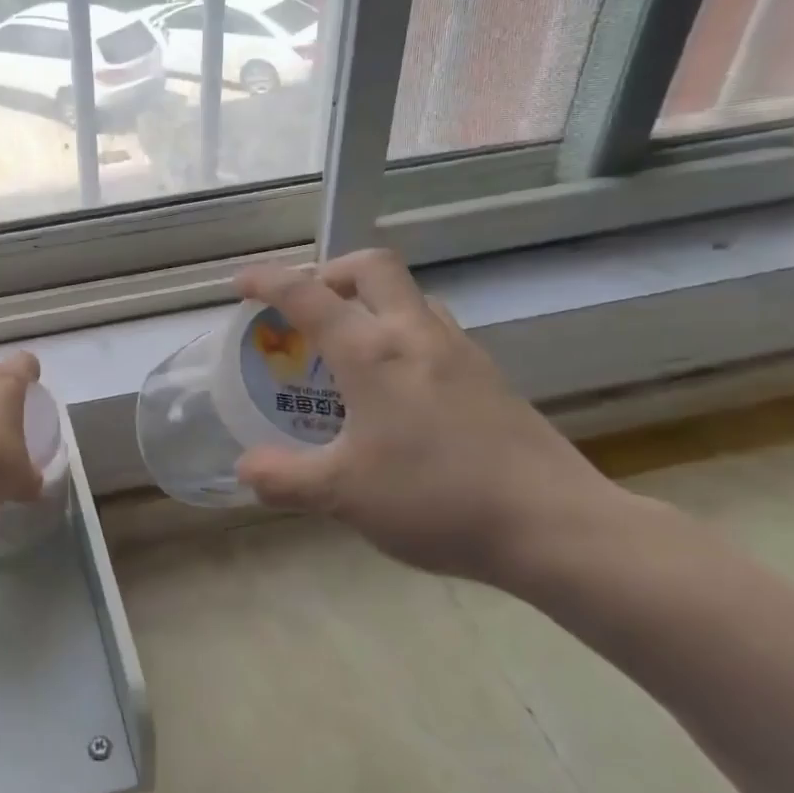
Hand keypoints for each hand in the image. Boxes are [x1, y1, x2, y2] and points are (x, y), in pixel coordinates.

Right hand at [233, 251, 627, 584]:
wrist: (553, 525)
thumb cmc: (435, 499)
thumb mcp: (342, 495)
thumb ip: (285, 478)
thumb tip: (246, 468)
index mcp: (373, 352)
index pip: (308, 295)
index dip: (267, 281)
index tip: (240, 285)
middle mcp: (417, 335)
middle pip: (373, 268)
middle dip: (331, 272)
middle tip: (308, 306)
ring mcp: (461, 352)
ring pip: (411, 297)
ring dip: (372, 302)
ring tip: (349, 346)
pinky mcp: (490, 377)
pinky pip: (436, 330)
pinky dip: (403, 335)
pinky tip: (398, 388)